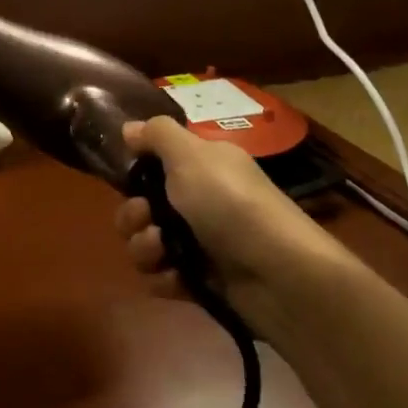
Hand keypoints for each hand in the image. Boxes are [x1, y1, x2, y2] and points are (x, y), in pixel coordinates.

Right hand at [114, 117, 347, 335]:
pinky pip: (163, 277)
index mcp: (202, 166)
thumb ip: (157, 135)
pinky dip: (164, 278)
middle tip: (146, 217)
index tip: (129, 176)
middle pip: (143, 206)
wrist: (277, 273)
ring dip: (144, 247)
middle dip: (133, 214)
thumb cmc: (230, 203)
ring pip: (147, 243)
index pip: (156, 163)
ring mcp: (200, 242)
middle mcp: (200, 200)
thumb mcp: (191, 156)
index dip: (137, 170)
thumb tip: (129, 126)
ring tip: (161, 251)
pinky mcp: (201, 280)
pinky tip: (176, 277)